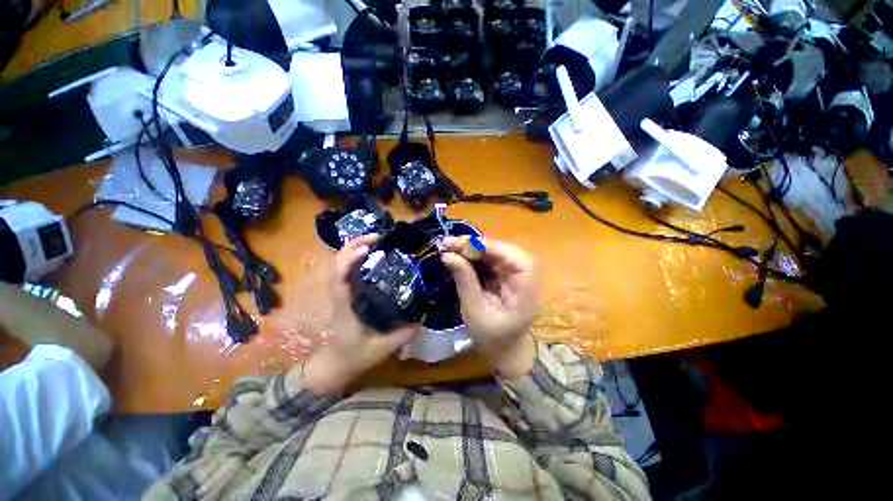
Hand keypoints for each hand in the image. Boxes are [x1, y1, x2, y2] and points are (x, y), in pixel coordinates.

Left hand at [303, 235, 419, 395]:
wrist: (335, 364)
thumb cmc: (355, 356)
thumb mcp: (382, 348)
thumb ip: (402, 335)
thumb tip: (423, 320)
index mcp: (345, 307)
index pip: (338, 279)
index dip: (349, 260)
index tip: (367, 248)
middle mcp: (340, 296)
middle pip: (335, 264)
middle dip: (352, 245)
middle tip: (376, 236)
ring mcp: (341, 294)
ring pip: (338, 265)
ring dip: (352, 248)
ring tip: (374, 240)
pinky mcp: (346, 294)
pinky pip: (345, 270)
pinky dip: (354, 257)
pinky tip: (370, 254)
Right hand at [441, 237, 538, 377]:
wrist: (504, 351)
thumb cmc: (492, 337)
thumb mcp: (475, 310)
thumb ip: (464, 280)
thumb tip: (447, 255)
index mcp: (526, 288)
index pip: (514, 258)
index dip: (490, 247)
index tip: (463, 243)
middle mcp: (525, 276)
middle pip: (503, 251)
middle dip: (477, 246)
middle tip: (450, 244)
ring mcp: (515, 275)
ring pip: (495, 253)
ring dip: (473, 250)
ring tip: (450, 248)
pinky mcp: (505, 276)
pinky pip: (490, 261)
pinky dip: (474, 258)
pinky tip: (459, 256)